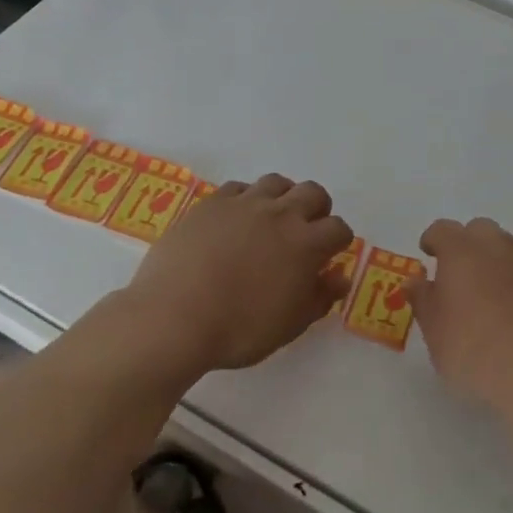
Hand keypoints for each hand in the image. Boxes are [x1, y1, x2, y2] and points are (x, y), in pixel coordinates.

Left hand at [126, 174, 353, 374]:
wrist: (173, 317)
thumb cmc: (239, 330)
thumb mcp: (289, 325)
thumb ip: (320, 297)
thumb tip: (339, 276)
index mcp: (306, 245)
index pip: (338, 228)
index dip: (338, 241)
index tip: (328, 256)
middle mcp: (281, 214)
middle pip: (313, 192)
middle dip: (317, 209)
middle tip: (304, 232)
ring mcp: (244, 204)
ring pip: (276, 182)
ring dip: (282, 197)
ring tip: (271, 220)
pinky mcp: (212, 203)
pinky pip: (238, 188)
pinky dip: (245, 200)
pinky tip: (235, 221)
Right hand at [406, 217, 512, 415]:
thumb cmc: (474, 350)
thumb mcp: (435, 331)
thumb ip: (423, 300)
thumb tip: (416, 281)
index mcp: (461, 251)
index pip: (442, 229)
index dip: (433, 241)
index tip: (429, 257)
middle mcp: (497, 246)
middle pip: (479, 230)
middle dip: (467, 245)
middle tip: (460, 276)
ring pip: (507, 249)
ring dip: (495, 262)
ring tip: (489, 297)